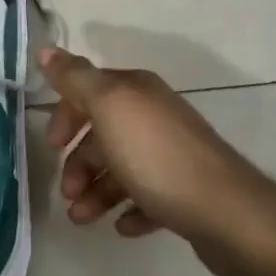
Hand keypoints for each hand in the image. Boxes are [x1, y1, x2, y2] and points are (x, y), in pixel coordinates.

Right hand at [42, 46, 265, 245]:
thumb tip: (46, 49)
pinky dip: (129, 209)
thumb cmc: (157, 156)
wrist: (228, 214)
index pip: (88, 90)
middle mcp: (154, 116)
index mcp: (136, 91)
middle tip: (67, 192)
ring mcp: (172, 155)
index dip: (66, 115)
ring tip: (83, 219)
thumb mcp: (108, 107)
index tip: (52, 145)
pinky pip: (147, 198)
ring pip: (121, 168)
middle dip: (79, 162)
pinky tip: (121, 227)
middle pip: (103, 133)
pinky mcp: (185, 192)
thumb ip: (75, 78)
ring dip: (97, 192)